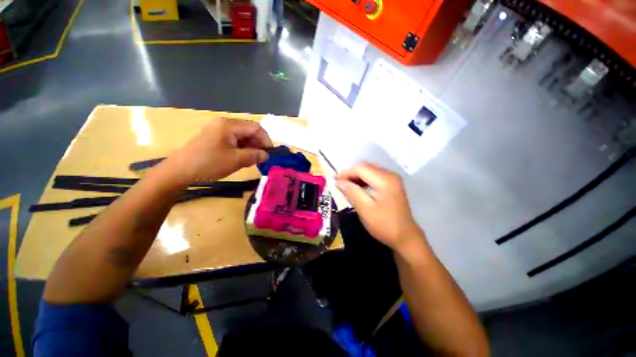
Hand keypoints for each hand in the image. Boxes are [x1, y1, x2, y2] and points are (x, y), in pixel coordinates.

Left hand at [165, 117, 272, 182]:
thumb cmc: (209, 164)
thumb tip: (266, 155)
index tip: (270, 153)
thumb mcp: (236, 160)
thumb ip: (254, 155)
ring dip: (250, 146)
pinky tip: (242, 157)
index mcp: (229, 125)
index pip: (255, 127)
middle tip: (261, 157)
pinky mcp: (214, 137)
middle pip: (248, 129)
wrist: (179, 171)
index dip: (266, 139)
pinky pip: (233, 139)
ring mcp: (217, 129)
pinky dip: (241, 147)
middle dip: (258, 143)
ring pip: (242, 135)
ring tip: (252, 159)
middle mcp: (224, 123)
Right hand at [336, 163, 422, 251]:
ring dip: (356, 177)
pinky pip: (374, 177)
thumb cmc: (384, 224)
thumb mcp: (365, 209)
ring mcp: (392, 179)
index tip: (335, 181)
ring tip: (346, 188)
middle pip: (365, 167)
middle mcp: (389, 175)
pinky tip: (358, 189)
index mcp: (384, 179)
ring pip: (369, 171)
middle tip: (340, 185)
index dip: (346, 172)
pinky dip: (363, 181)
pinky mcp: (392, 184)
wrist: (405, 237)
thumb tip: (338, 181)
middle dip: (350, 174)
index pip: (361, 168)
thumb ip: (351, 192)